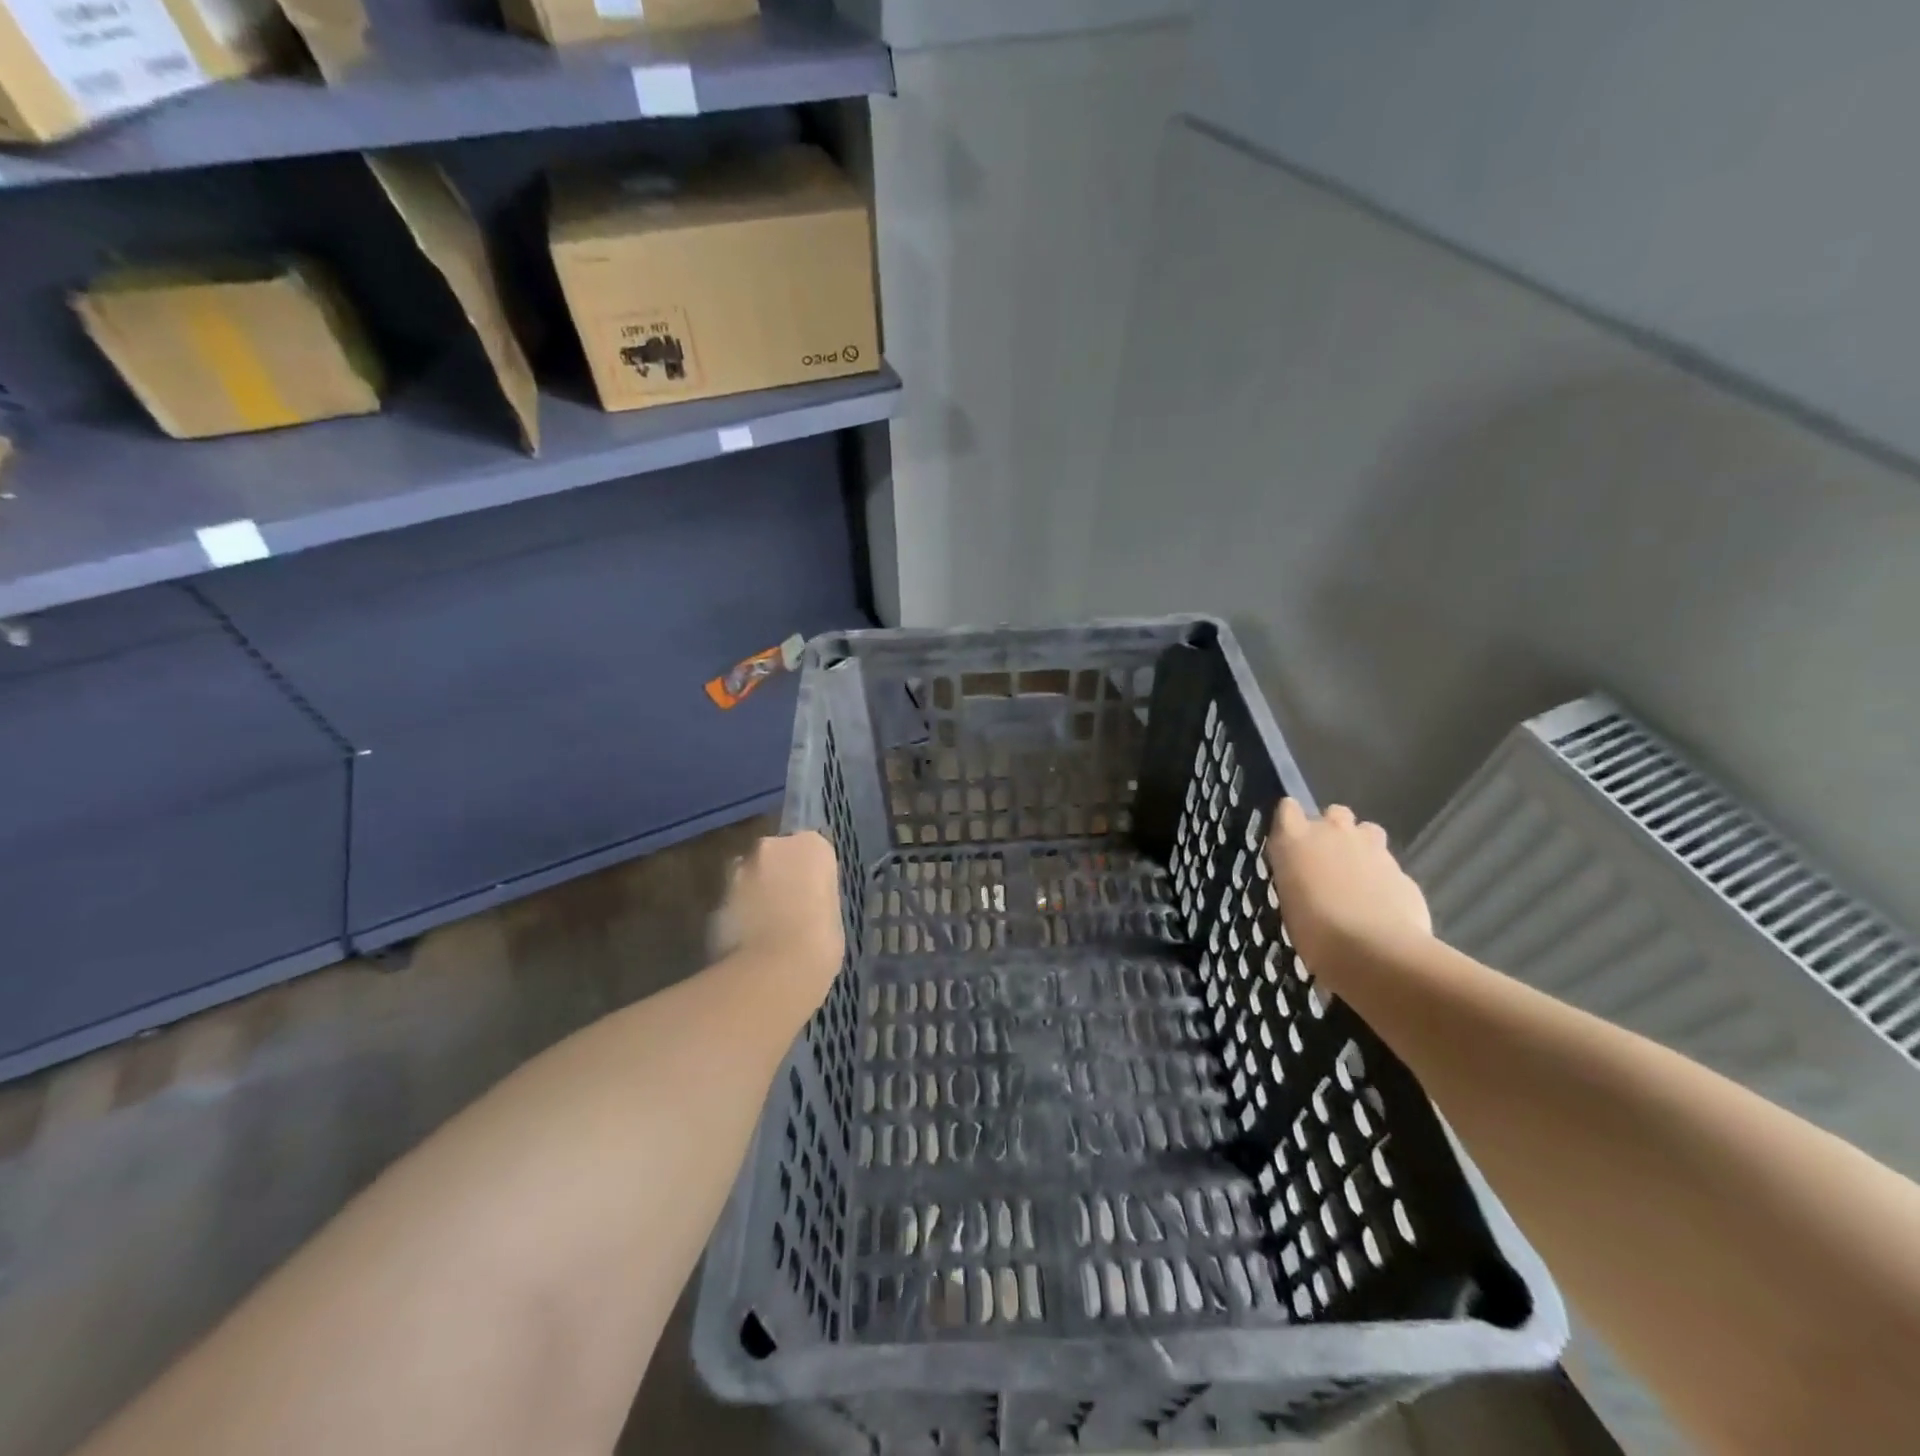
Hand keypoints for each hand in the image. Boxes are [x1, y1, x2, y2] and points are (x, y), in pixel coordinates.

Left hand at [712, 832, 845, 1015]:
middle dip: (778, 876)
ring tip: (766, 929)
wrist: (774, 970)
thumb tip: (804, 904)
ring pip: (749, 877)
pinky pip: (733, 903)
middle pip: (776, 856)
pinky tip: (747, 942)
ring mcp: (739, 870)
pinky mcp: (715, 898)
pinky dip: (738, 915)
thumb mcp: (833, 913)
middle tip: (789, 908)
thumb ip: (815, 896)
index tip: (814, 896)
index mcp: (811, 846)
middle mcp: (772, 846)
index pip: (813, 850)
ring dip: (755, 894)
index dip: (811, 874)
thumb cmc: (820, 941)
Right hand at [1266, 799, 1431, 970]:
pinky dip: (1383, 878)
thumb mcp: (1288, 900)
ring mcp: (1372, 848)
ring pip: (1367, 831)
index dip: (1290, 822)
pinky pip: (1389, 865)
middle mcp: (1333, 832)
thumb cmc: (1313, 930)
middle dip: (1332, 830)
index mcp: (1295, 839)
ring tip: (1356, 877)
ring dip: (1361, 846)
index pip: (1287, 808)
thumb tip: (1307, 876)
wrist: (1373, 950)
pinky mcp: (1402, 870)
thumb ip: (1298, 875)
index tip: (1290, 842)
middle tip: (1327, 861)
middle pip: (1334, 812)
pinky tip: (1380, 904)